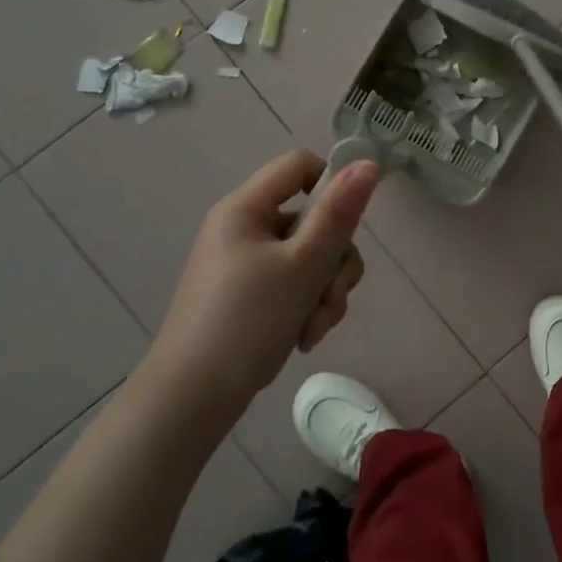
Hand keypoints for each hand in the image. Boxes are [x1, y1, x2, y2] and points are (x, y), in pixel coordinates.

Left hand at [148, 150, 380, 403]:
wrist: (193, 399)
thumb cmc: (248, 321)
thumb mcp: (303, 264)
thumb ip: (338, 214)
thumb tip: (368, 162)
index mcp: (245, 208)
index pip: (300, 165)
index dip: (332, 185)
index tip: (348, 224)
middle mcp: (244, 229)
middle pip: (314, 220)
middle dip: (333, 262)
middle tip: (330, 297)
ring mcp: (246, 264)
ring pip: (311, 258)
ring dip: (325, 292)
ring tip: (315, 327)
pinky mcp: (250, 296)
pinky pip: (295, 285)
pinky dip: (307, 308)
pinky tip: (303, 338)